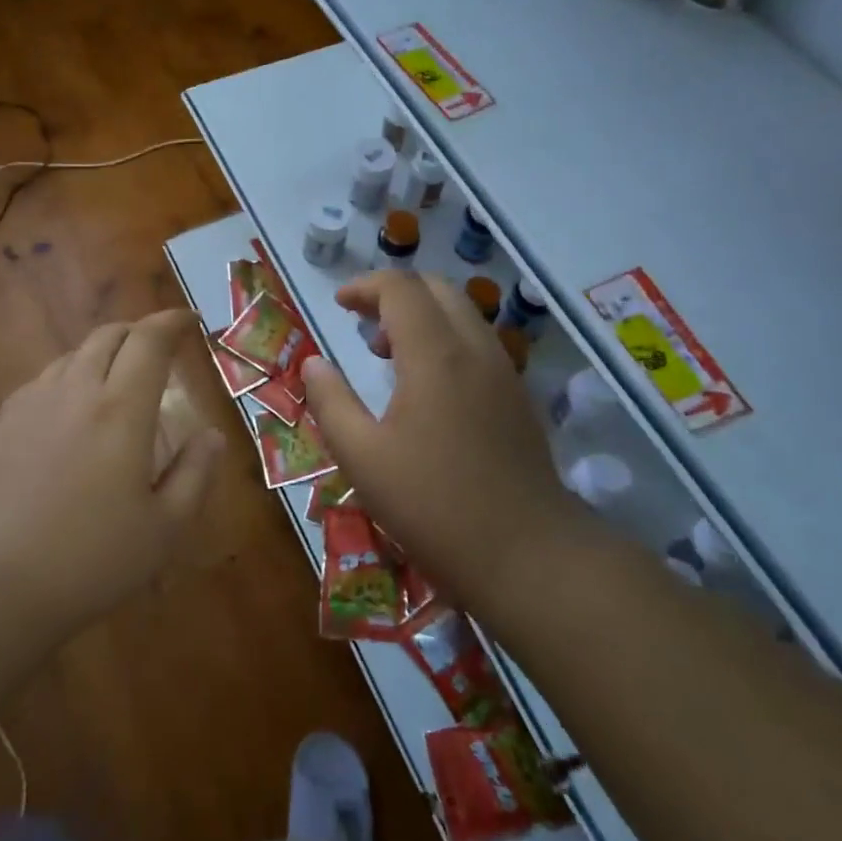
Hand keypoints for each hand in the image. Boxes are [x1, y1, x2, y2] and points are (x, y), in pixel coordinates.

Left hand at [0, 310, 223, 654]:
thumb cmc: (90, 561)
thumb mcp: (163, 529)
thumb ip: (195, 474)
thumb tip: (212, 436)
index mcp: (121, 410)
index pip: (149, 341)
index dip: (172, 322)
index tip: (190, 322)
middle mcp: (75, 392)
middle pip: (108, 336)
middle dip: (138, 332)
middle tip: (158, 350)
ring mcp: (32, 405)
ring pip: (73, 355)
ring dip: (102, 354)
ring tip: (116, 380)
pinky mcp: (1, 425)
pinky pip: (42, 381)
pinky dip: (68, 377)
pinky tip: (69, 410)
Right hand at [302, 271, 587, 608]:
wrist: (528, 554)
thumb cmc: (434, 506)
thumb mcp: (362, 458)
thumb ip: (331, 402)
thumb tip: (312, 363)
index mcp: (435, 355)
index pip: (401, 288)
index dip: (365, 286)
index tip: (339, 304)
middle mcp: (474, 349)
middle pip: (436, 288)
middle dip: (394, 294)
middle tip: (362, 325)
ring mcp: (503, 371)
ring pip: (462, 313)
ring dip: (422, 315)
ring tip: (389, 354)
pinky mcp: (517, 396)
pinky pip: (478, 341)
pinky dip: (446, 338)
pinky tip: (427, 385)